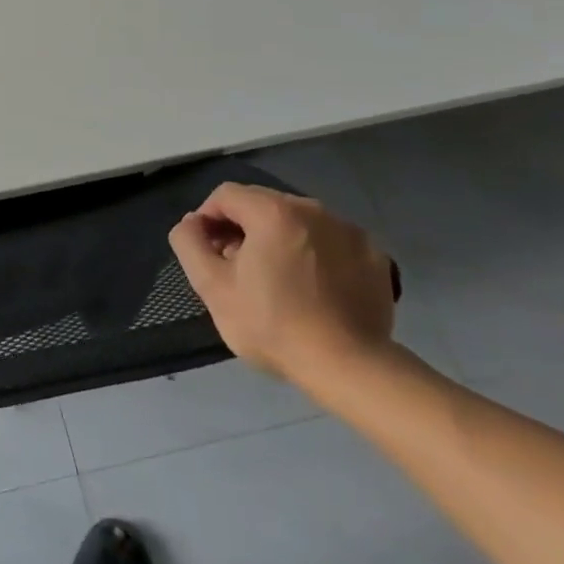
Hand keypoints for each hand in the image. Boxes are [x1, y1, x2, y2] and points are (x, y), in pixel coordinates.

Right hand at [168, 183, 396, 387]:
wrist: (350, 368)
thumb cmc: (273, 325)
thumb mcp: (212, 287)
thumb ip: (189, 243)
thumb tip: (191, 223)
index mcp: (273, 211)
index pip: (226, 195)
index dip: (207, 218)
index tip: (208, 252)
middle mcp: (313, 209)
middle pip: (263, 204)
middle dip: (242, 228)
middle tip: (237, 268)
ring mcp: (349, 230)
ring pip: (298, 221)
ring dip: (278, 239)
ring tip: (276, 279)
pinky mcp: (374, 255)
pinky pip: (330, 241)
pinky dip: (315, 254)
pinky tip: (313, 287)